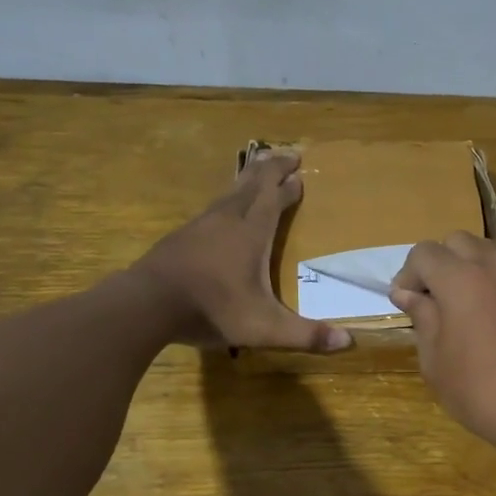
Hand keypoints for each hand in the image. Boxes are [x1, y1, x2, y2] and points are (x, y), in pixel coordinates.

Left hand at [133, 152, 352, 352]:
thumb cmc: (212, 309)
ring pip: (229, 192)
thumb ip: (306, 334)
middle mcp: (227, 220)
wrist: (146, 304)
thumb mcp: (265, 328)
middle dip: (271, 168)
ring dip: (248, 179)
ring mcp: (200, 225)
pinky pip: (211, 208)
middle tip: (287, 154)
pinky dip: (226, 199)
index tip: (301, 174)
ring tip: (257, 170)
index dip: (289, 186)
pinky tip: (222, 210)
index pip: (275, 200)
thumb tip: (349, 342)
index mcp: (251, 233)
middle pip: (252, 184)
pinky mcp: (181, 237)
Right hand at [389, 232, 495, 475]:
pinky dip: (494, 284)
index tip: (405, 303)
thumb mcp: (436, 360)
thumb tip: (410, 294)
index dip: (408, 274)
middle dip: (439, 263)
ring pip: (489, 254)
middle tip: (432, 300)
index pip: (424, 252)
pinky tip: (492, 321)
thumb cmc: (481, 390)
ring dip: (468, 270)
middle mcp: (495, 266)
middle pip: (458, 242)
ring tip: (462, 309)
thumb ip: (422, 318)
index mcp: (461, 278)